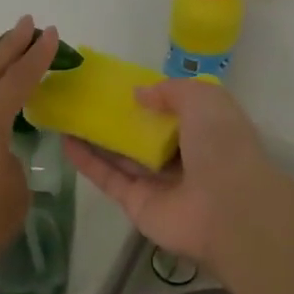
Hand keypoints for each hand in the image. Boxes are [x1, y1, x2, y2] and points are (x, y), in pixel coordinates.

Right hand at [63, 78, 292, 272]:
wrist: (228, 210)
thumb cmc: (222, 146)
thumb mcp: (204, 99)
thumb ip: (170, 90)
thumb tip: (139, 95)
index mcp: (204, 130)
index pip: (174, 111)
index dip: (150, 97)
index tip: (120, 84)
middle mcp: (182, 156)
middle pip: (143, 135)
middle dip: (118, 118)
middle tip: (85, 98)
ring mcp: (158, 183)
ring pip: (121, 155)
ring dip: (95, 137)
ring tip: (67, 114)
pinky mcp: (136, 203)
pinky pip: (108, 178)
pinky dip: (86, 160)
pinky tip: (64, 140)